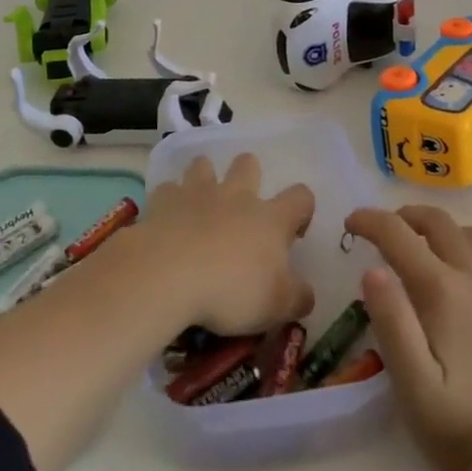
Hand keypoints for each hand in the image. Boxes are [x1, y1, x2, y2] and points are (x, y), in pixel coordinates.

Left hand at [135, 153, 315, 335]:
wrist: (168, 275)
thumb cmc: (230, 291)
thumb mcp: (277, 306)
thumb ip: (298, 298)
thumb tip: (307, 293)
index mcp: (271, 219)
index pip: (301, 197)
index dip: (302, 210)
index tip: (293, 233)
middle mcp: (237, 195)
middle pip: (248, 164)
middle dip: (248, 176)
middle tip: (242, 210)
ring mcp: (198, 192)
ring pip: (204, 165)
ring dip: (205, 178)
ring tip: (201, 206)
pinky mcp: (164, 200)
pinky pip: (169, 189)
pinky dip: (170, 201)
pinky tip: (167, 220)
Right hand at [345, 205, 471, 470]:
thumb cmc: (455, 424)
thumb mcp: (410, 381)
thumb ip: (391, 321)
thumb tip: (372, 270)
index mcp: (444, 290)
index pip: (399, 234)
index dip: (370, 221)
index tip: (350, 223)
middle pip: (439, 222)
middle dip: (405, 216)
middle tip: (384, 232)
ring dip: (442, 233)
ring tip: (422, 252)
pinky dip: (468, 262)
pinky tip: (460, 296)